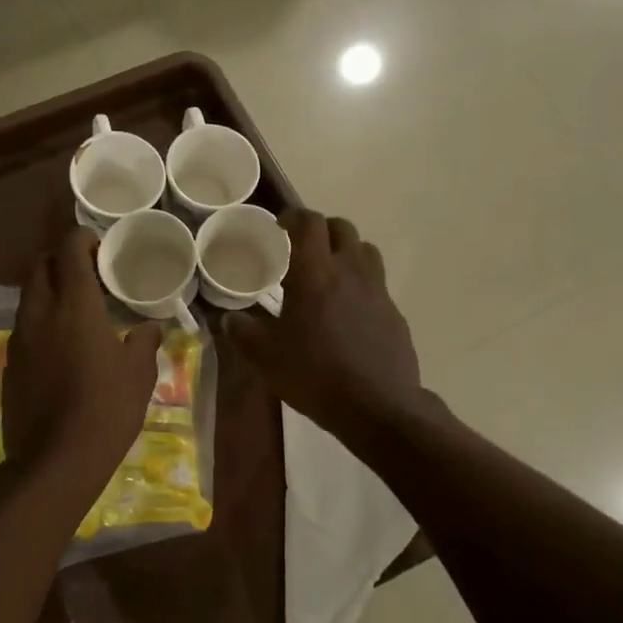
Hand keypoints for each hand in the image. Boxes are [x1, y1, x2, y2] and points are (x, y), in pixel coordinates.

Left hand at [3, 229, 161, 494]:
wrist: (55, 460)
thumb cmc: (106, 410)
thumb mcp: (138, 375)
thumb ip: (144, 342)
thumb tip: (151, 327)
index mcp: (74, 306)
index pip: (68, 250)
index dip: (81, 239)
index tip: (98, 245)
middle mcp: (40, 312)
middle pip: (40, 266)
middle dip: (60, 260)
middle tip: (87, 274)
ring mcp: (19, 338)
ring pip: (28, 296)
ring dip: (48, 289)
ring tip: (75, 307)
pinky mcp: (10, 364)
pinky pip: (23, 327)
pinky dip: (39, 320)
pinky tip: (59, 344)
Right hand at [222, 211, 422, 440]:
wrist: (376, 406)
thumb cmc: (314, 374)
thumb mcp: (265, 356)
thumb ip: (242, 331)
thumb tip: (229, 318)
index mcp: (315, 273)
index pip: (309, 223)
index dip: (293, 216)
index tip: (280, 225)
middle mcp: (350, 271)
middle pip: (342, 228)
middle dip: (321, 230)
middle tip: (303, 248)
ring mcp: (378, 291)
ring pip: (365, 251)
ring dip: (346, 252)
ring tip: (328, 274)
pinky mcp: (394, 313)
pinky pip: (376, 285)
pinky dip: (361, 285)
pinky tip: (347, 313)